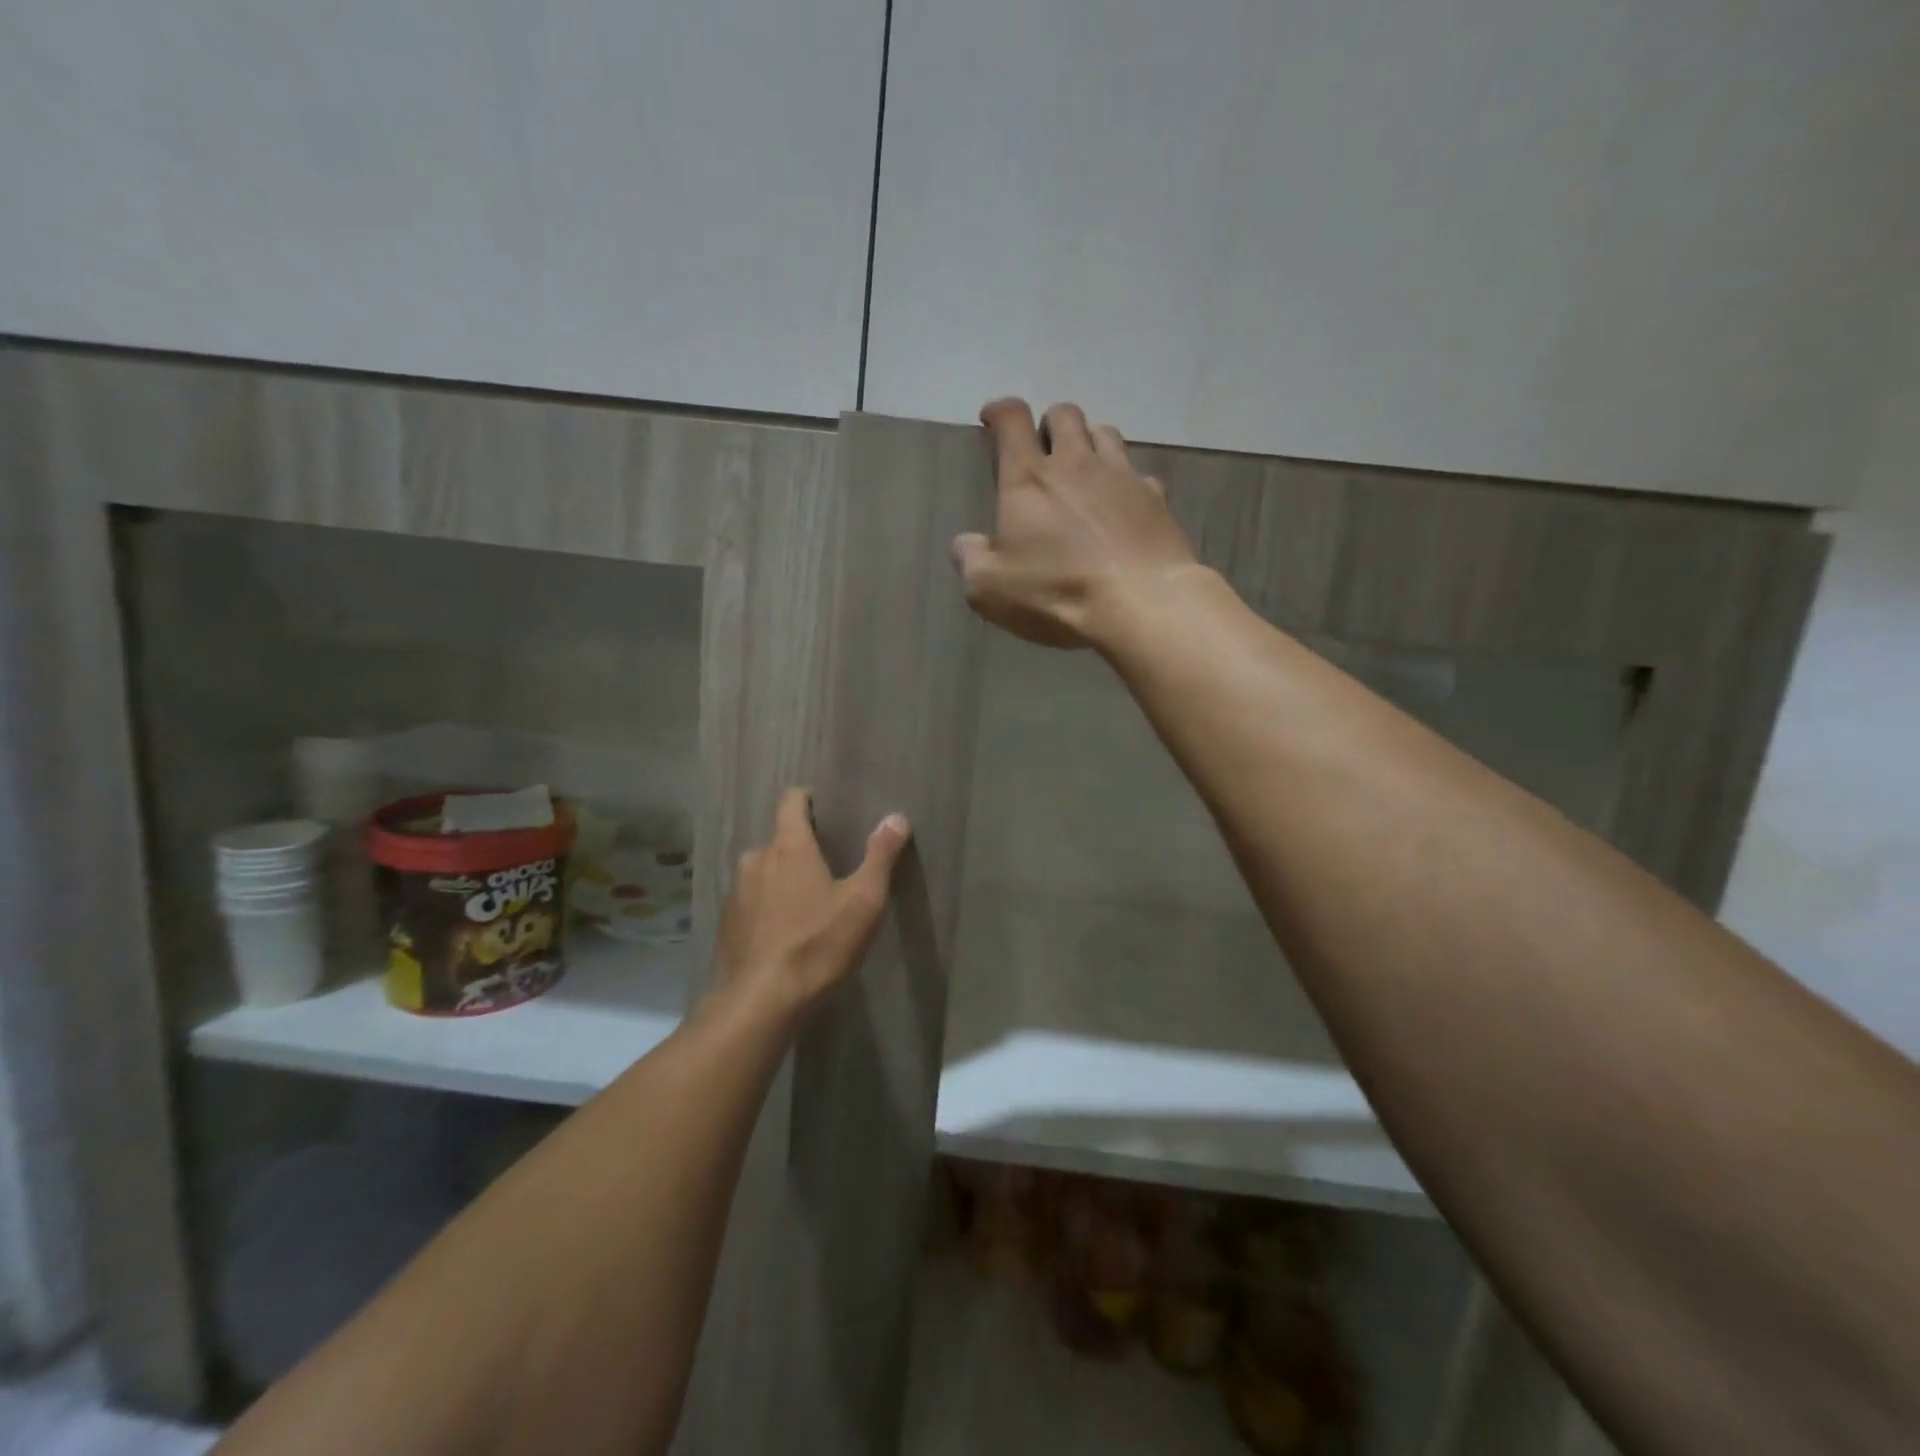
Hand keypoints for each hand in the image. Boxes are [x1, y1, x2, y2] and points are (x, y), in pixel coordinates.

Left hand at [714, 787, 911, 1022]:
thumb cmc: (818, 944)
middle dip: (802, 847)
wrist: (761, 1003)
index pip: (791, 800)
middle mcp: (756, 859)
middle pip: (780, 839)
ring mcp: (736, 892)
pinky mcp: (727, 923)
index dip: (808, 799)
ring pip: (764, 871)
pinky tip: (784, 932)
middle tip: (829, 867)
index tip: (826, 810)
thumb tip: (897, 817)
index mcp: (789, 846)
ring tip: (808, 903)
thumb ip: (880, 855)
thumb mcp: (864, 901)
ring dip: (783, 878)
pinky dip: (768, 906)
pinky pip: (752, 901)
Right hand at [952, 399, 1198, 649]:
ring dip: (1089, 442)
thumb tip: (964, 543)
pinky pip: (1140, 474)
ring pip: (1105, 433)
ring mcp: (1121, 476)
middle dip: (1049, 424)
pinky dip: (1127, 482)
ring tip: (1083, 468)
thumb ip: (970, 559)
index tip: (992, 420)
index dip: (999, 412)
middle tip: (1042, 450)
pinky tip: (1123, 504)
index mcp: (1028, 478)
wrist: (1141, 603)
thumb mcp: (991, 588)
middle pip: (1064, 415)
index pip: (1012, 419)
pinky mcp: (1156, 497)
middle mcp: (1075, 463)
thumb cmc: (1057, 592)